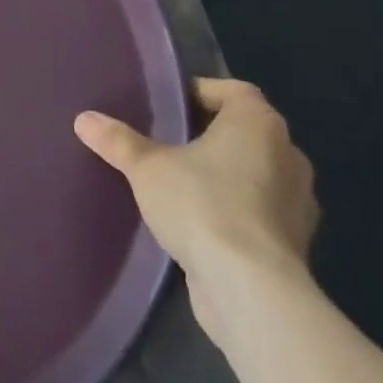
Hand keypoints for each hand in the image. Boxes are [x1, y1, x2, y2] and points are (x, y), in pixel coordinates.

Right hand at [76, 78, 318, 342]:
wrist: (252, 292)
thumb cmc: (203, 205)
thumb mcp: (147, 167)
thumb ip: (118, 141)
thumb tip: (84, 119)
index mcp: (259, 122)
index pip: (231, 91)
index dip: (199, 94)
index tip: (168, 108)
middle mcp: (288, 154)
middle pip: (244, 132)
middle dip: (209, 136)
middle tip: (168, 142)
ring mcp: (298, 203)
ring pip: (255, 173)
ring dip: (225, 176)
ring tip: (181, 184)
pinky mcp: (295, 244)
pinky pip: (260, 212)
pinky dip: (236, 212)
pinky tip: (201, 224)